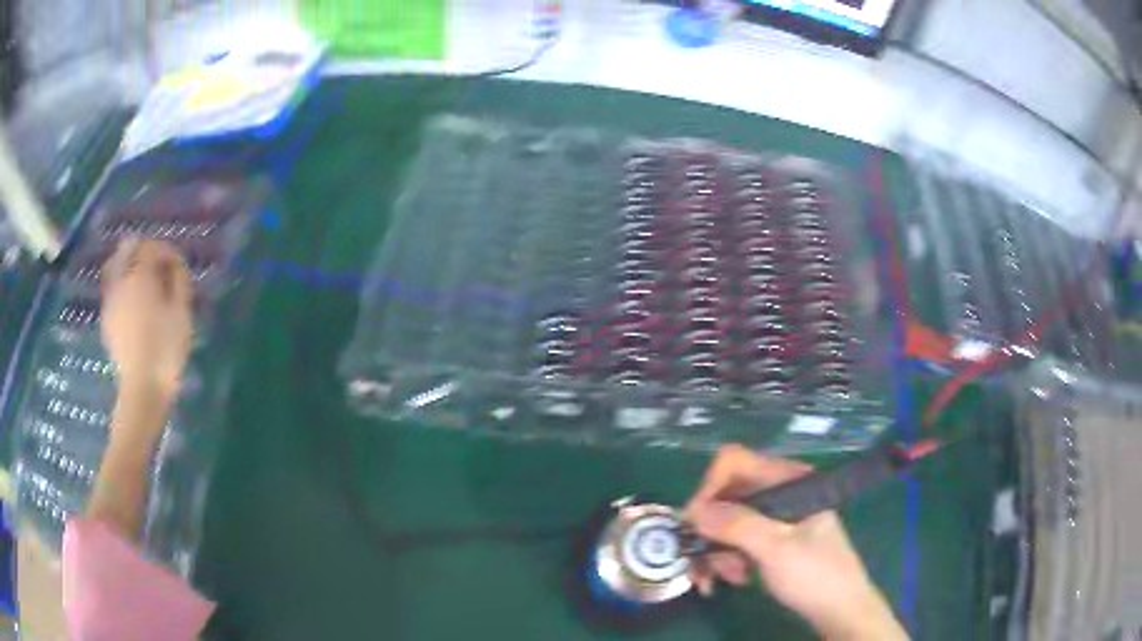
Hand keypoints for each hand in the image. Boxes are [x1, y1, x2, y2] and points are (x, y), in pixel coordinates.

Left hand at [100, 239, 194, 397]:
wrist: (142, 388)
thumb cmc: (166, 348)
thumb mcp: (182, 313)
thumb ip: (179, 281)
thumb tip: (175, 265)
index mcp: (140, 275)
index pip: (151, 247)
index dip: (166, 251)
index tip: (177, 265)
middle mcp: (120, 280)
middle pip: (127, 249)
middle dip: (142, 251)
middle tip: (156, 265)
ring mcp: (110, 301)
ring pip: (115, 267)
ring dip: (128, 266)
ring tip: (142, 281)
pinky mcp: (106, 320)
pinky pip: (111, 290)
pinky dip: (121, 286)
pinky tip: (132, 302)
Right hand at [685, 445, 907, 640]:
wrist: (838, 609)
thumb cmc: (815, 575)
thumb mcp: (776, 549)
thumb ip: (737, 526)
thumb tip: (692, 511)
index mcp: (789, 479)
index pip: (735, 463)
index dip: (709, 489)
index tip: (694, 525)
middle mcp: (780, 491)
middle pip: (726, 496)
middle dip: (710, 531)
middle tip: (704, 563)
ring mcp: (775, 516)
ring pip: (726, 522)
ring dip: (716, 551)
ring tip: (723, 579)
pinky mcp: (771, 539)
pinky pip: (735, 540)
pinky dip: (727, 560)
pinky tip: (735, 579)